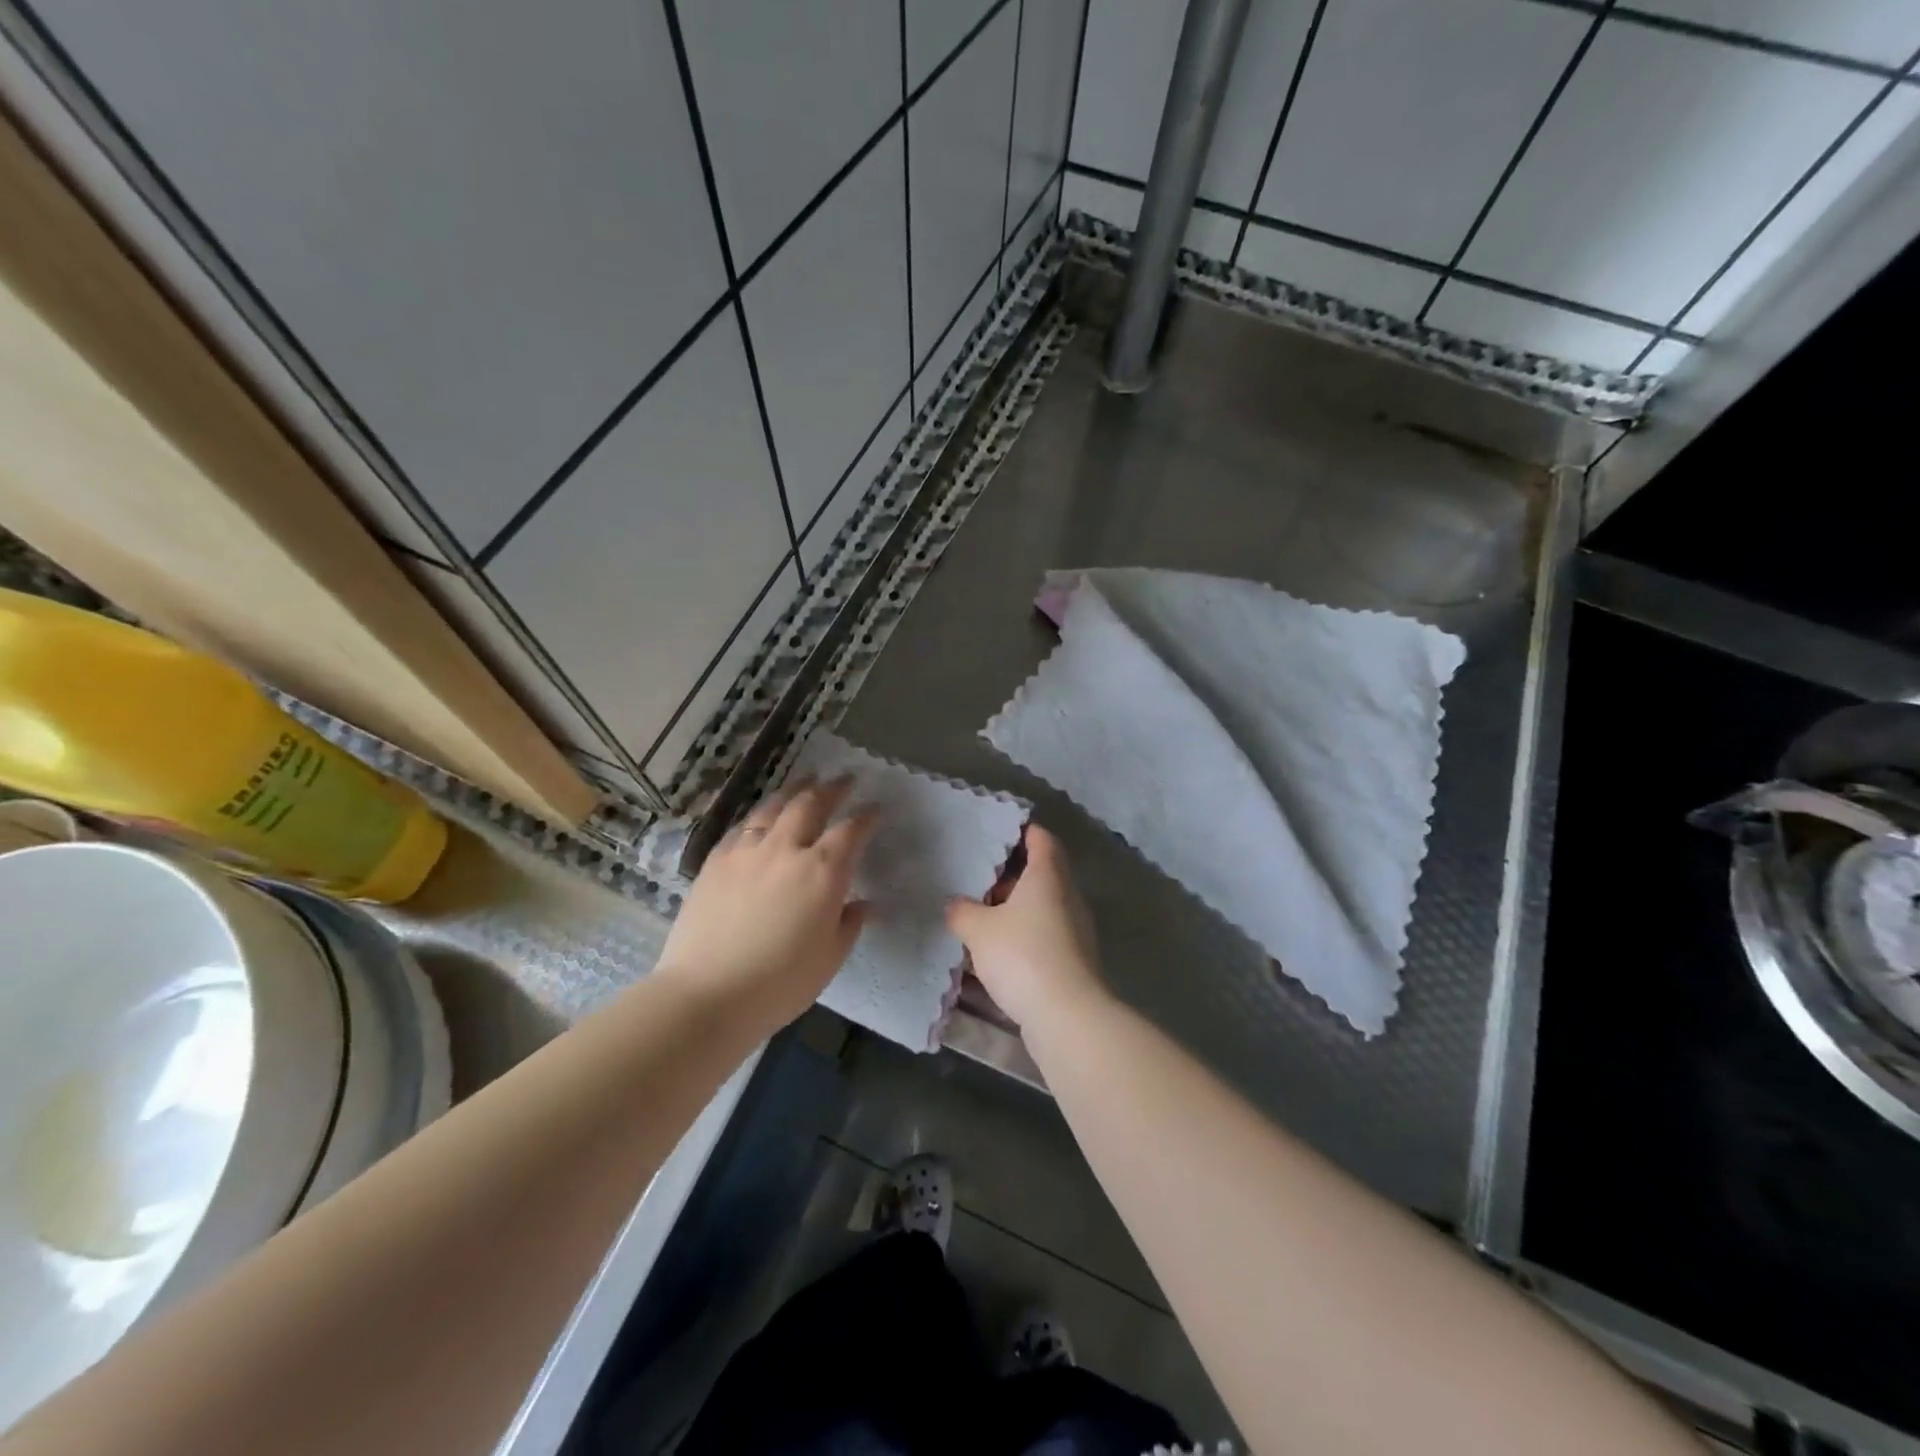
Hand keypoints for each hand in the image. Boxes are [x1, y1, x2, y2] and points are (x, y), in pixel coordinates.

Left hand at [655, 777, 874, 1035]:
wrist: (707, 994)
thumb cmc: (779, 983)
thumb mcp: (829, 958)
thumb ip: (849, 924)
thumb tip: (865, 904)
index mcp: (822, 871)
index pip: (851, 831)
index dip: (866, 817)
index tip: (875, 808)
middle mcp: (786, 849)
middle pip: (811, 804)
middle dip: (831, 789)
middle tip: (843, 780)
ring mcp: (747, 851)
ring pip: (773, 807)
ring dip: (794, 790)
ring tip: (805, 781)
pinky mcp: (716, 861)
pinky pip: (742, 827)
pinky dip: (759, 815)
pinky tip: (761, 817)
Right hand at [946, 825, 1109, 1030]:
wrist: (1067, 1015)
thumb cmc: (1023, 955)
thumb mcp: (979, 929)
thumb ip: (962, 911)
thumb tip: (955, 904)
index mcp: (1048, 876)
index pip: (1041, 839)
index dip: (1021, 831)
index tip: (996, 832)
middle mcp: (1066, 897)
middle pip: (1039, 874)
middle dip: (1008, 877)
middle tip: (975, 879)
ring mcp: (1073, 930)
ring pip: (1039, 908)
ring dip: (1011, 911)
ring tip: (976, 918)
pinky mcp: (1071, 961)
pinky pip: (1041, 937)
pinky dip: (1019, 938)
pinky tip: (992, 955)